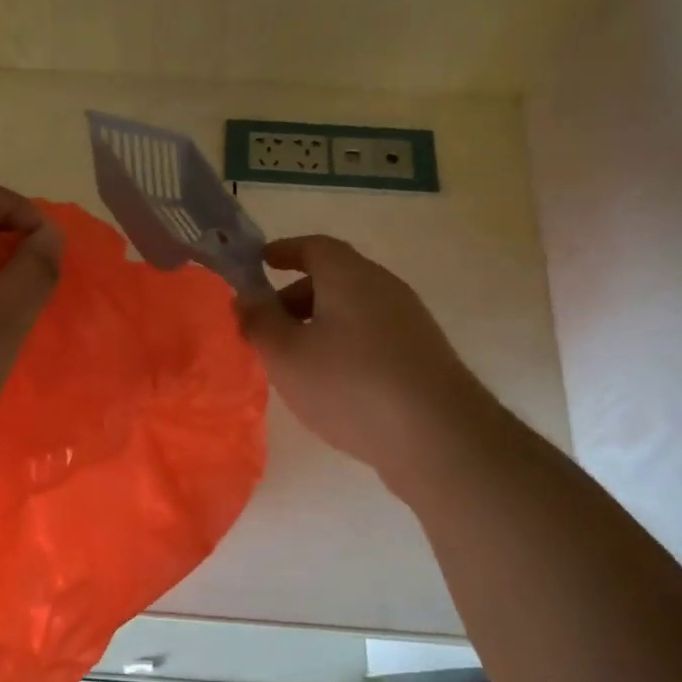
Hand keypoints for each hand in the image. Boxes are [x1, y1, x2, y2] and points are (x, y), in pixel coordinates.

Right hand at [237, 236, 485, 490]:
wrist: (437, 435)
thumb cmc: (349, 385)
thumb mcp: (286, 355)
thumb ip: (258, 322)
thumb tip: (245, 298)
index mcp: (349, 275)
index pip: (313, 246)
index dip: (283, 251)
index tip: (259, 263)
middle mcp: (383, 287)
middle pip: (333, 278)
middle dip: (295, 296)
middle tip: (267, 328)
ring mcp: (408, 320)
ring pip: (353, 309)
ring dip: (319, 325)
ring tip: (294, 361)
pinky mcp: (421, 354)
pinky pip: (371, 335)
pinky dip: (343, 344)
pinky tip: (332, 383)